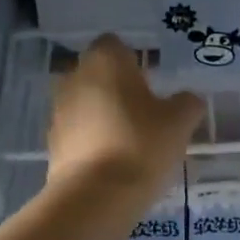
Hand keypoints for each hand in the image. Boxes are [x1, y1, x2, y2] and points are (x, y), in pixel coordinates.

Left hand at [47, 36, 203, 193]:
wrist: (96, 196)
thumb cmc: (142, 144)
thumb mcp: (180, 122)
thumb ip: (187, 103)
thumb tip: (187, 99)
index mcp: (105, 61)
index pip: (115, 44)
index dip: (134, 59)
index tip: (152, 81)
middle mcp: (75, 78)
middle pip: (98, 73)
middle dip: (118, 87)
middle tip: (146, 110)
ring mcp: (59, 111)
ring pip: (86, 103)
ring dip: (104, 114)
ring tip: (132, 139)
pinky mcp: (53, 143)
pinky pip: (78, 132)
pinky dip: (94, 139)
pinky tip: (115, 160)